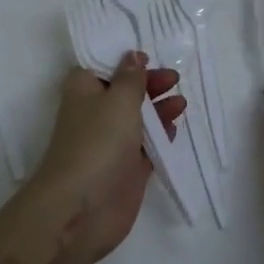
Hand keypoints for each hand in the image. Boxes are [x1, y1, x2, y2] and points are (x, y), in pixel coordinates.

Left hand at [28, 53, 184, 263]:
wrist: (82, 208)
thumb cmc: (98, 142)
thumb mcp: (119, 99)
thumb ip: (131, 78)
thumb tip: (132, 56)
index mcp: (84, 90)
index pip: (102, 65)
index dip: (123, 59)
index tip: (148, 55)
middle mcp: (95, 113)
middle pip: (124, 90)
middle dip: (148, 83)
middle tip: (173, 78)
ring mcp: (111, 142)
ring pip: (138, 118)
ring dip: (158, 108)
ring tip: (181, 102)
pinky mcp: (126, 168)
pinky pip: (146, 145)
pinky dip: (161, 135)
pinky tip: (175, 126)